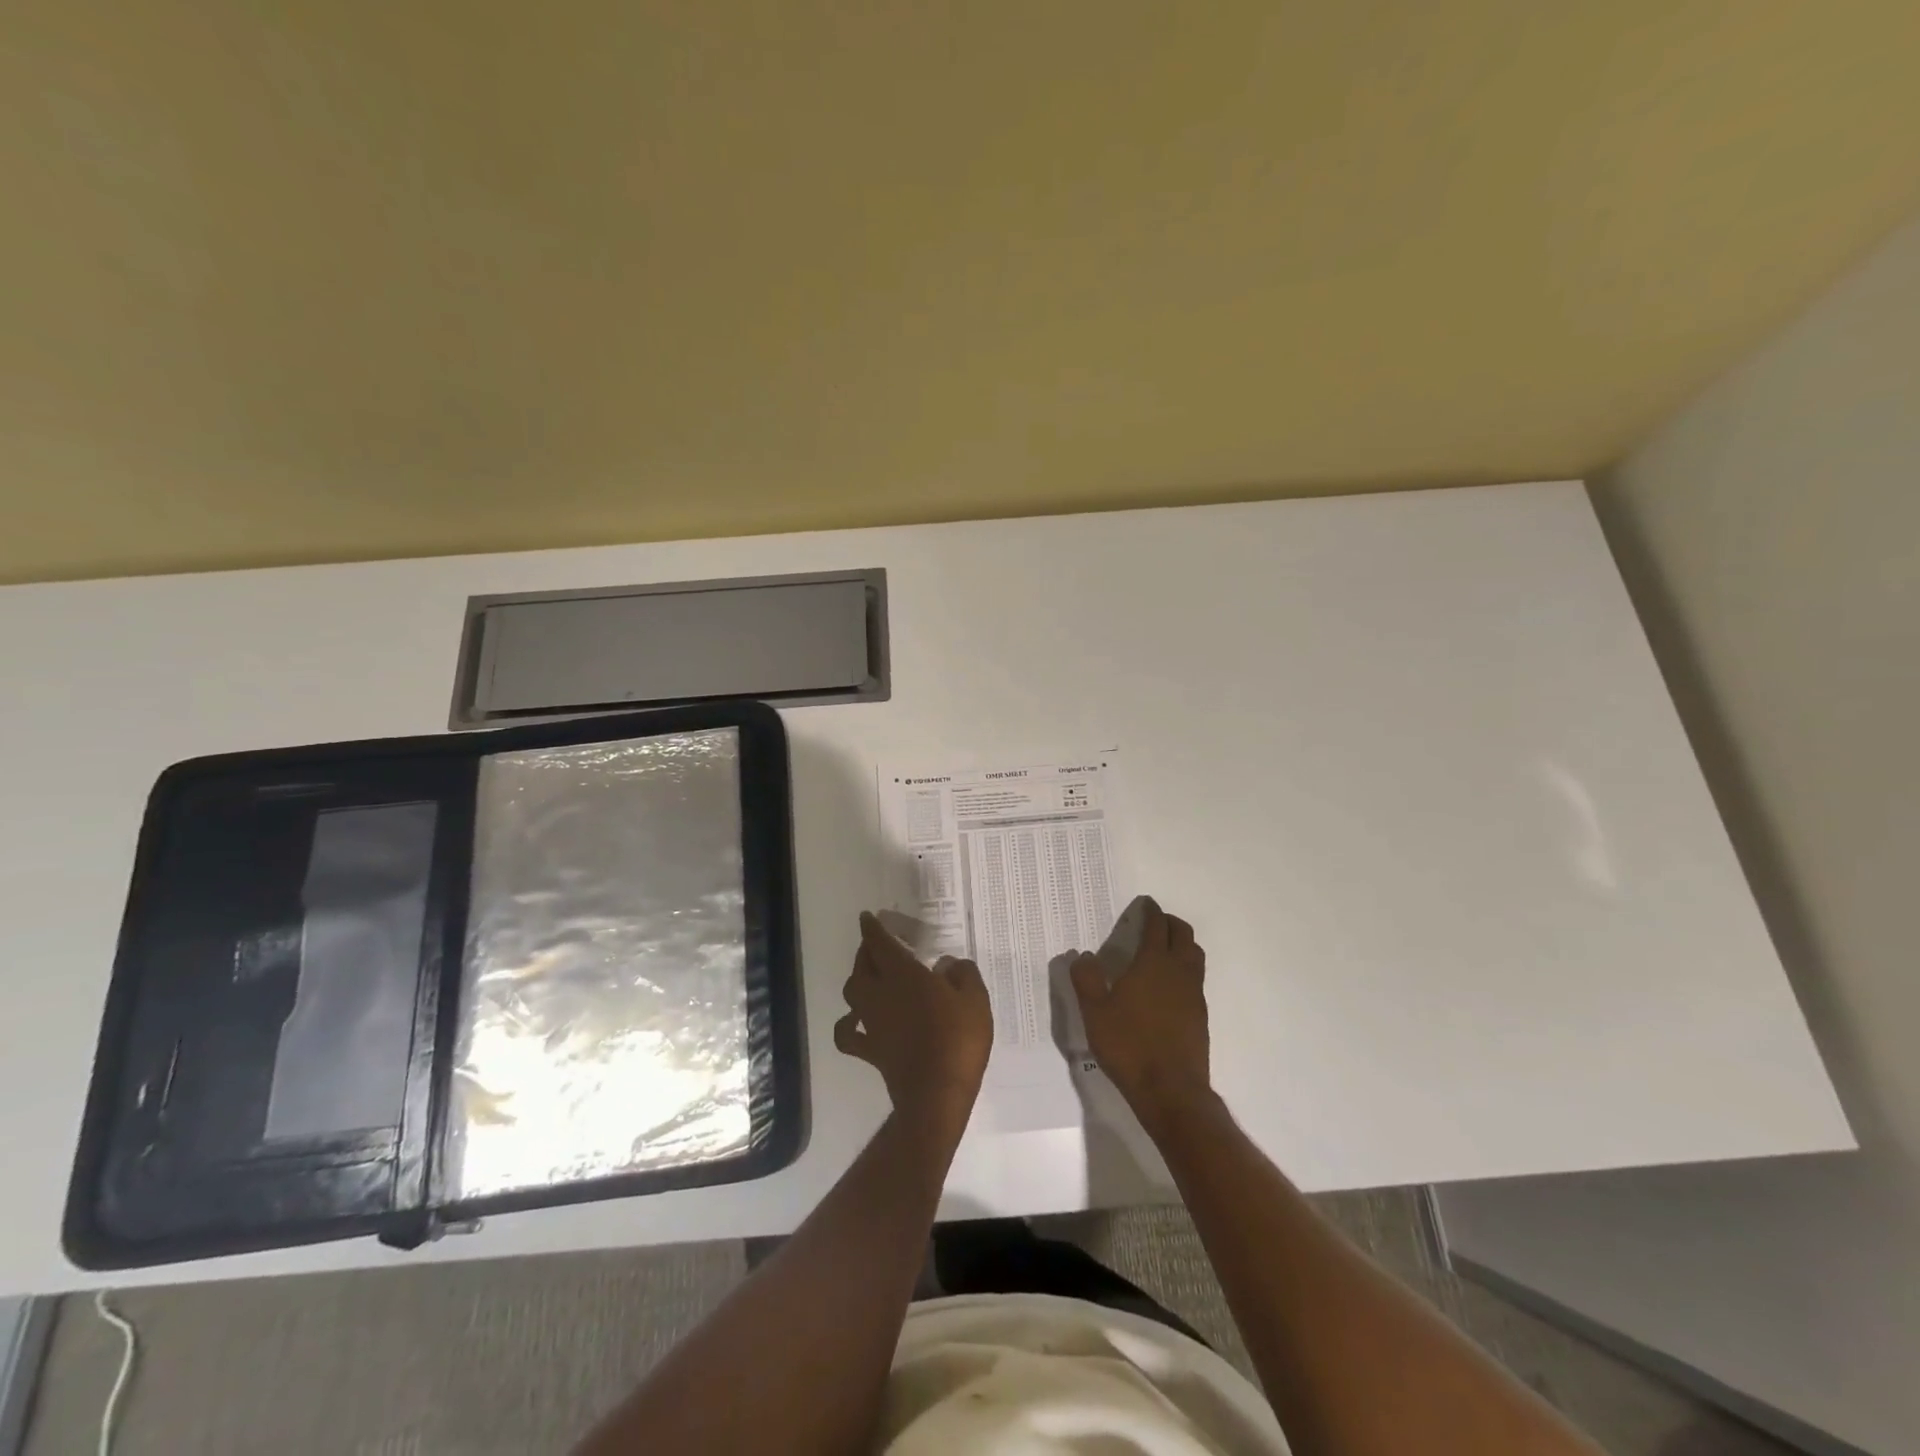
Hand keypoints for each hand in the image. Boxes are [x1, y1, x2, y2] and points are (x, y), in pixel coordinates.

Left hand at [835, 912, 992, 1132]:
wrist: (937, 1094)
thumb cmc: (958, 1040)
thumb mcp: (975, 1000)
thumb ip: (963, 975)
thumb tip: (950, 964)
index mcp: (904, 974)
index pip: (880, 943)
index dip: (872, 928)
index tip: (868, 917)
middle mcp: (880, 993)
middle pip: (862, 965)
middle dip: (866, 951)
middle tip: (876, 945)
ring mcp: (872, 1023)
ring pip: (852, 992)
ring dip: (858, 979)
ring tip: (869, 975)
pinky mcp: (871, 1050)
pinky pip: (849, 1033)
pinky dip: (847, 1024)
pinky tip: (856, 1020)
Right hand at [1070, 900, 1212, 1122]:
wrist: (1170, 1090)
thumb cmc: (1128, 1045)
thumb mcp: (1095, 1012)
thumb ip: (1086, 979)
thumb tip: (1083, 956)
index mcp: (1153, 963)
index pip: (1156, 926)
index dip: (1152, 911)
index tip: (1146, 903)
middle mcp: (1178, 971)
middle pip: (1183, 935)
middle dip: (1170, 923)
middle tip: (1155, 922)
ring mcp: (1194, 994)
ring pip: (1195, 956)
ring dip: (1182, 944)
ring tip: (1164, 949)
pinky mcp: (1200, 1016)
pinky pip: (1196, 980)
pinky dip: (1185, 970)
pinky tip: (1168, 986)